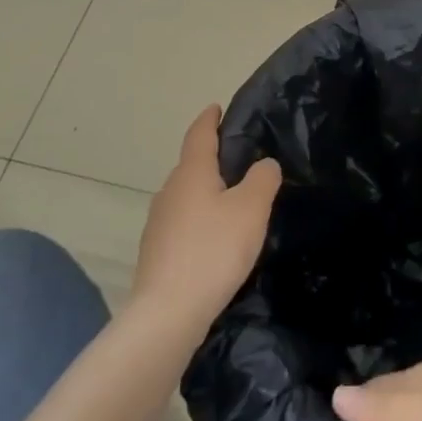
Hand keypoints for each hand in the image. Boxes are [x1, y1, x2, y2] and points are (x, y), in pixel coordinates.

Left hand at [133, 105, 281, 331]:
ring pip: (187, 196)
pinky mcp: (157, 252)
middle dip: (213, 159)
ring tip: (234, 202)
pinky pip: (183, 223)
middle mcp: (169, 191)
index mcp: (191, 173)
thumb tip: (264, 164)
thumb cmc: (213, 250)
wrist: (168, 312)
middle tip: (242, 161)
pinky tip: (216, 240)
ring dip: (207, 193)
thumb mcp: (251, 209)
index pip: (199, 134)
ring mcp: (158, 223)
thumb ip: (263, 179)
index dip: (209, 119)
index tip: (216, 107)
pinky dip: (200, 221)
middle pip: (192, 165)